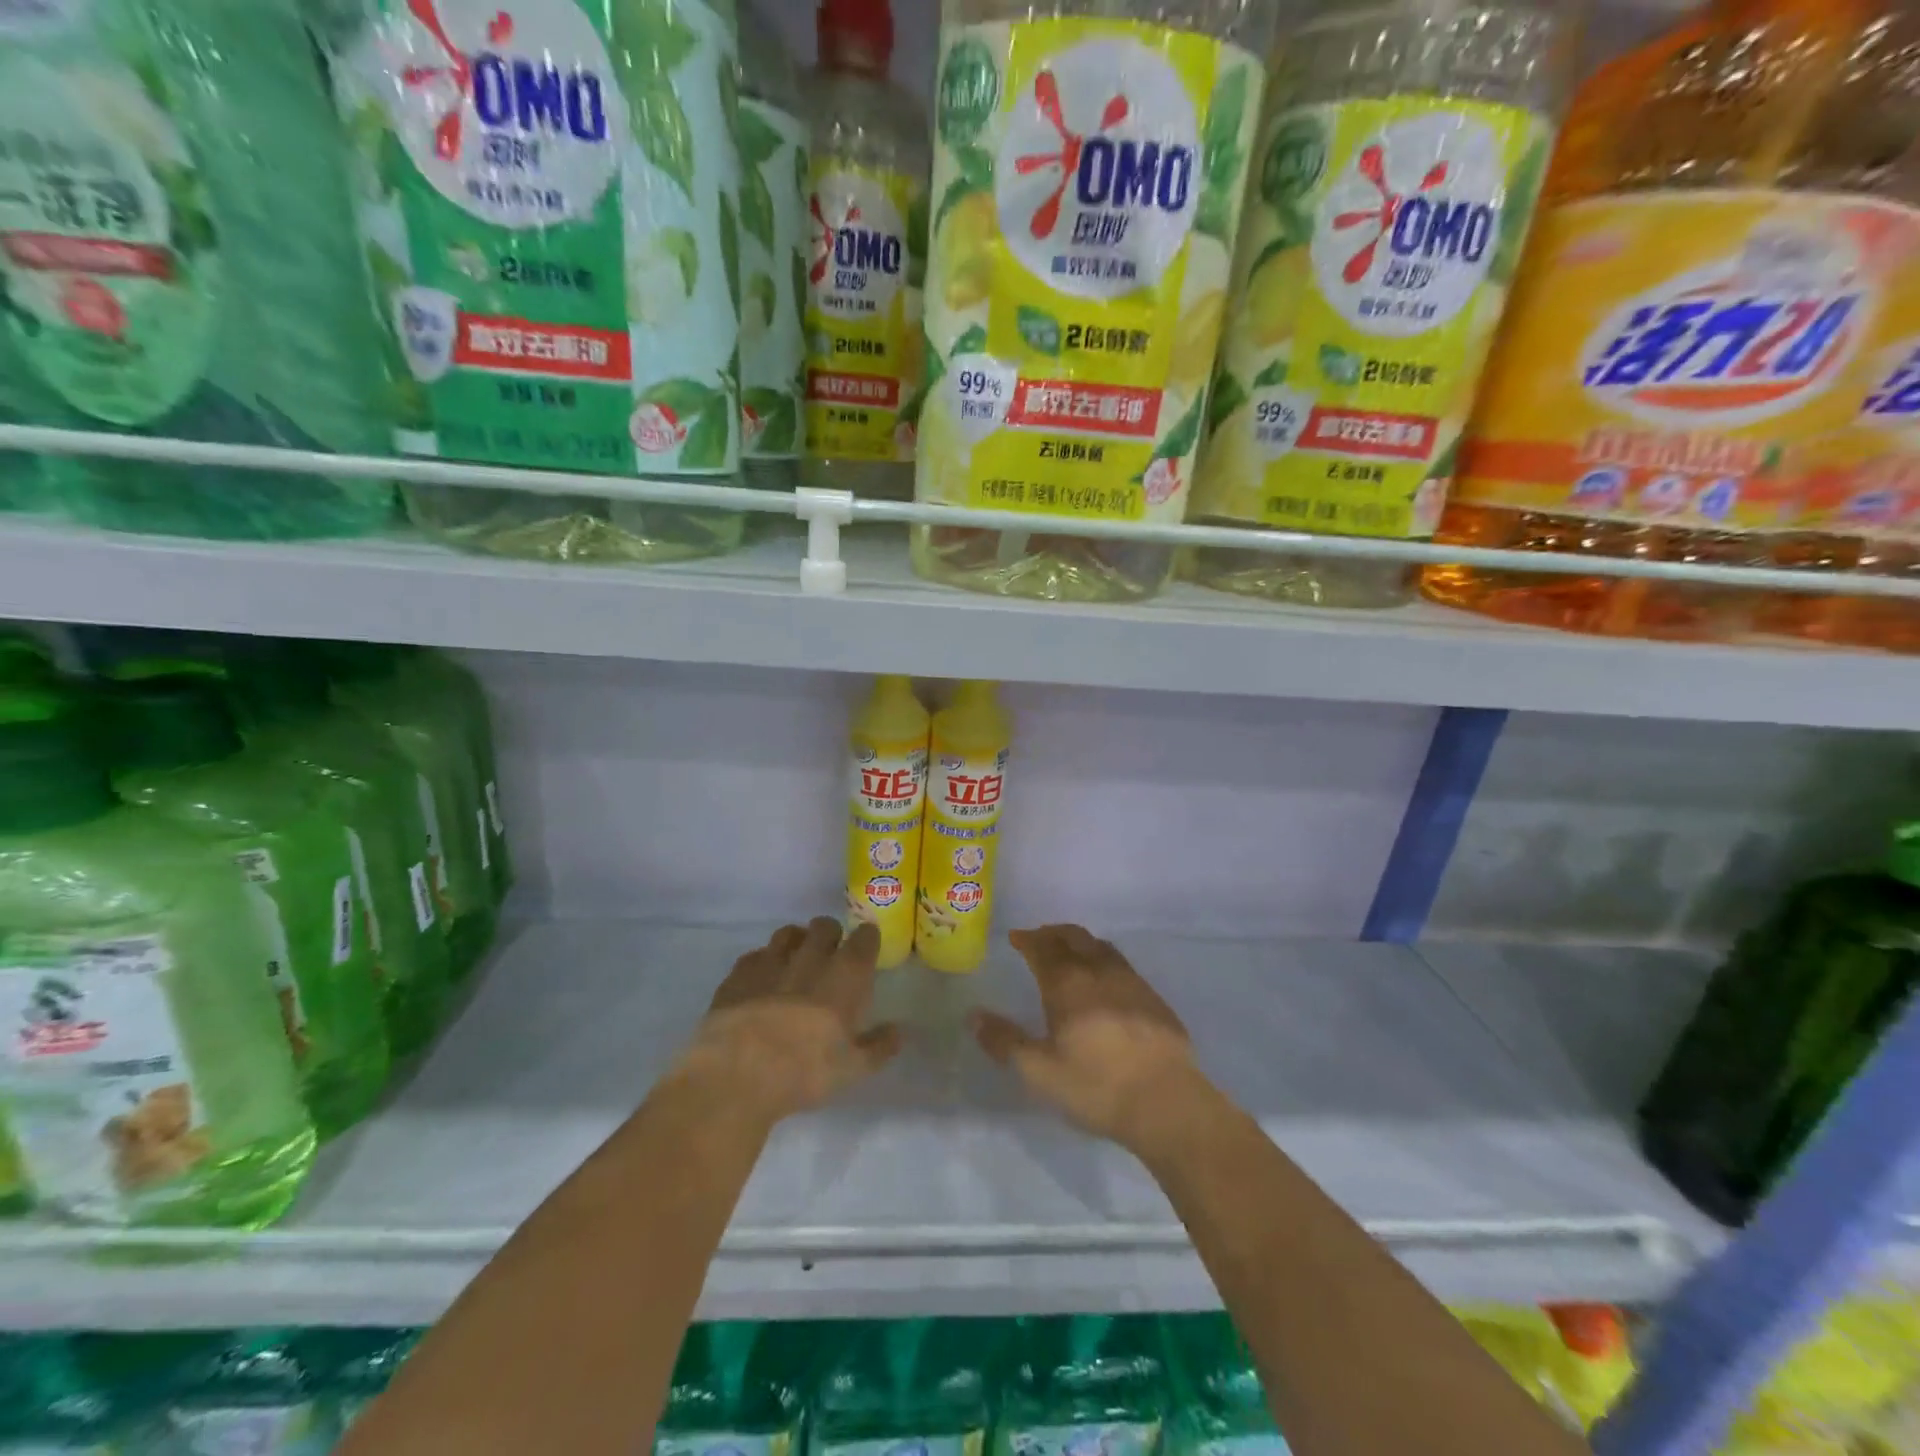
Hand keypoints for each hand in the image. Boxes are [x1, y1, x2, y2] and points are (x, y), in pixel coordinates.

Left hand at [684, 918, 901, 1124]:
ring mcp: (771, 962)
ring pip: (788, 933)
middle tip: (831, 955)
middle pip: (825, 926)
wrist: (737, 1075)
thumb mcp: (852, 1069)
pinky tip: (761, 981)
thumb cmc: (805, 1071)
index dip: (867, 939)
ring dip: (797, 941)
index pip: (864, 938)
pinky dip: (763, 962)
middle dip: (831, 935)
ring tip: (796, 960)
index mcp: (845, 975)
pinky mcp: (738, 974)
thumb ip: (879, 1046)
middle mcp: (810, 957)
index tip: (866, 948)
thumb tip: (898, 1031)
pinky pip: (755, 955)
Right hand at [970, 924, 1207, 1153]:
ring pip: (1100, 947)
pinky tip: (1105, 980)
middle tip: (1039, 938)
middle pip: (1073, 937)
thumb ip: (1004, 1041)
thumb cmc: (1096, 1086)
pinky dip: (1103, 959)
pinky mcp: (1153, 998)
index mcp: (1067, 984)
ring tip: (1070, 952)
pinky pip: (1121, 964)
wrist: (1167, 1102)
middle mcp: (1098, 971)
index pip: (1043, 948)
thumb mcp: (1039, 1072)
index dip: (1027, 939)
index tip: (1016, 937)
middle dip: (1052, 933)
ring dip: (1080, 942)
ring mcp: (1130, 981)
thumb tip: (973, 1016)